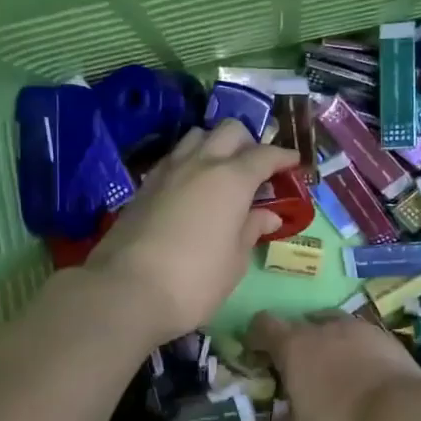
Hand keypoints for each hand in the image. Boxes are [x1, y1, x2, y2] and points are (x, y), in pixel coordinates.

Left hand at [84, 121, 298, 342]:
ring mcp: (168, 171)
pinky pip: (174, 157)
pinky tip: (192, 186)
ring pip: (197, 136)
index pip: (264, 155)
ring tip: (222, 171)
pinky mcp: (144, 185)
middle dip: (248, 142)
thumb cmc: (195, 281)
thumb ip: (251, 230)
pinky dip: (190, 161)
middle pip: (229, 130)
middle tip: (257, 167)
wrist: (126, 290)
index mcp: (232, 179)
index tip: (294, 163)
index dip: (282, 157)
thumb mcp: (234, 261)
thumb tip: (268, 215)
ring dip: (215, 145)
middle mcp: (200, 163)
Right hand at [226, 310, 420, 420]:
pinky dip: (352, 346)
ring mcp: (355, 327)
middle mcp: (321, 326)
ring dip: (323, 339)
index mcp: (293, 345)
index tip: (256, 358)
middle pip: (296, 323)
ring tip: (329, 370)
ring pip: (329, 323)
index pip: (262, 324)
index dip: (255, 337)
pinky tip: (361, 372)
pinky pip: (358, 333)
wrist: (402, 414)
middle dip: (291, 343)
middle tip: (294, 373)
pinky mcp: (382, 334)